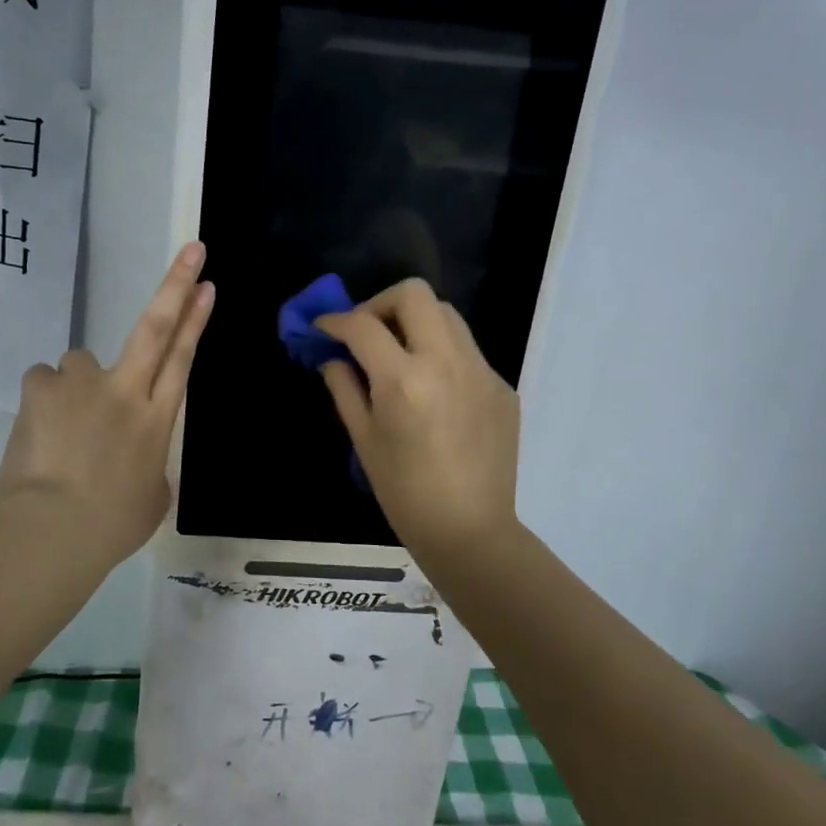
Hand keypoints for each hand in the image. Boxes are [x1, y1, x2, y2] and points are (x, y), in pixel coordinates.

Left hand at [0, 243, 214, 568]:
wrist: (52, 530)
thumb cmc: (111, 526)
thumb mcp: (150, 499)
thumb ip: (148, 466)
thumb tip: (133, 459)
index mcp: (157, 419)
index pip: (182, 358)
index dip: (196, 319)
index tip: (207, 284)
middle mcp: (125, 390)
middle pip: (155, 326)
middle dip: (176, 285)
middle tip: (192, 251)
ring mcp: (82, 385)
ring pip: (81, 362)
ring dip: (78, 384)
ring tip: (64, 425)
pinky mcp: (42, 388)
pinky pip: (45, 382)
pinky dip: (45, 400)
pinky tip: (39, 429)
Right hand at [316, 279, 520, 561]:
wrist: (470, 531)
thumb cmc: (405, 493)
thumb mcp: (364, 440)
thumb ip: (345, 389)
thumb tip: (334, 358)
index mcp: (404, 380)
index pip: (363, 325)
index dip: (335, 321)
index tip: (323, 328)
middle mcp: (446, 362)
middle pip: (414, 294)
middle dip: (380, 304)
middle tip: (366, 331)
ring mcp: (481, 371)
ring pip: (446, 314)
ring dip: (415, 321)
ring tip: (400, 353)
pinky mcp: (502, 386)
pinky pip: (467, 350)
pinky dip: (442, 354)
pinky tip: (433, 390)